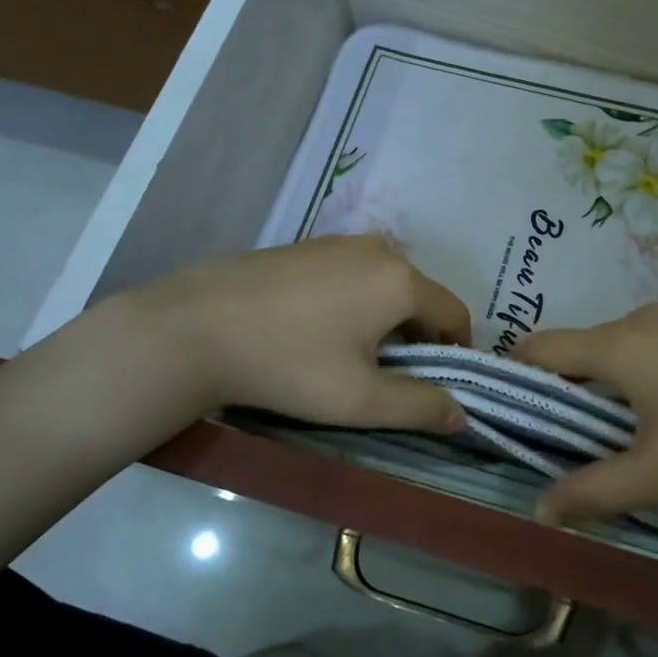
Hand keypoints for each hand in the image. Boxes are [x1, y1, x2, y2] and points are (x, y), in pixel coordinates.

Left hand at [134, 235, 471, 431]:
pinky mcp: (306, 245)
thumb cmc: (290, 365)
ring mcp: (339, 242)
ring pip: (385, 283)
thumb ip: (420, 407)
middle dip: (418, 336)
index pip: (455, 313)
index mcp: (402, 281)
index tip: (436, 384)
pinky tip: (318, 329)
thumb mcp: (361, 400)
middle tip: (390, 377)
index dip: (456, 351)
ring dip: (386, 318)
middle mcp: (379, 249)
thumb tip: (461, 414)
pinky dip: (355, 300)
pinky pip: (352, 273)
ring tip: (352, 356)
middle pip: (420, 295)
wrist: (196, 328)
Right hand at [514, 304, 657, 523]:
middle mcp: (639, 319)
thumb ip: (592, 492)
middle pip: (574, 350)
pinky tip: (655, 422)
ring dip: (597, 391)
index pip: (538, 348)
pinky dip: (631, 382)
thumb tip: (539, 510)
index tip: (505, 421)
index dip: (513, 380)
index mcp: (617, 344)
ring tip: (604, 442)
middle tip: (554, 447)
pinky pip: (644, 351)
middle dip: (557, 395)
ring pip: (611, 352)